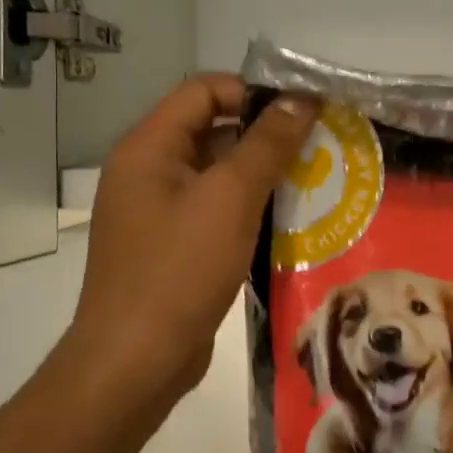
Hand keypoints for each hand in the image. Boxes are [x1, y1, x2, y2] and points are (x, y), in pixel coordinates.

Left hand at [64, 76, 317, 408]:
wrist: (135, 362)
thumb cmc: (179, 270)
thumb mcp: (230, 198)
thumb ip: (267, 144)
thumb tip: (300, 99)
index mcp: (148, 148)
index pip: (204, 91)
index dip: (253, 91)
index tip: (303, 112)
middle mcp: (147, 172)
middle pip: (211, 130)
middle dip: (264, 135)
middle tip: (317, 148)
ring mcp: (157, 212)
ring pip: (216, 174)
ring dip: (261, 174)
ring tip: (313, 182)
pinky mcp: (171, 247)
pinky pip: (213, 210)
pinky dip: (247, 208)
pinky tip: (286, 221)